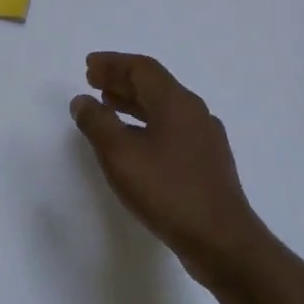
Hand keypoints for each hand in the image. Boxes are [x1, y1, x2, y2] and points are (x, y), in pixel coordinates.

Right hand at [70, 52, 274, 284]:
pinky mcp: (206, 163)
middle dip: (121, 80)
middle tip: (93, 81)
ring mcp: (205, 139)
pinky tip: (132, 143)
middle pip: (155, 85)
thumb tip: (82, 100)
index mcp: (176, 103)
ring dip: (133, 103)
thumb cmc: (167, 190)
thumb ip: (97, 122)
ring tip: (106, 106)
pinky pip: (171, 130)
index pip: (142, 68)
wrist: (221, 240)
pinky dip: (146, 125)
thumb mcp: (120, 154)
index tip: (88, 66)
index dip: (113, 63)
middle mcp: (195, 113)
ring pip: (163, 109)